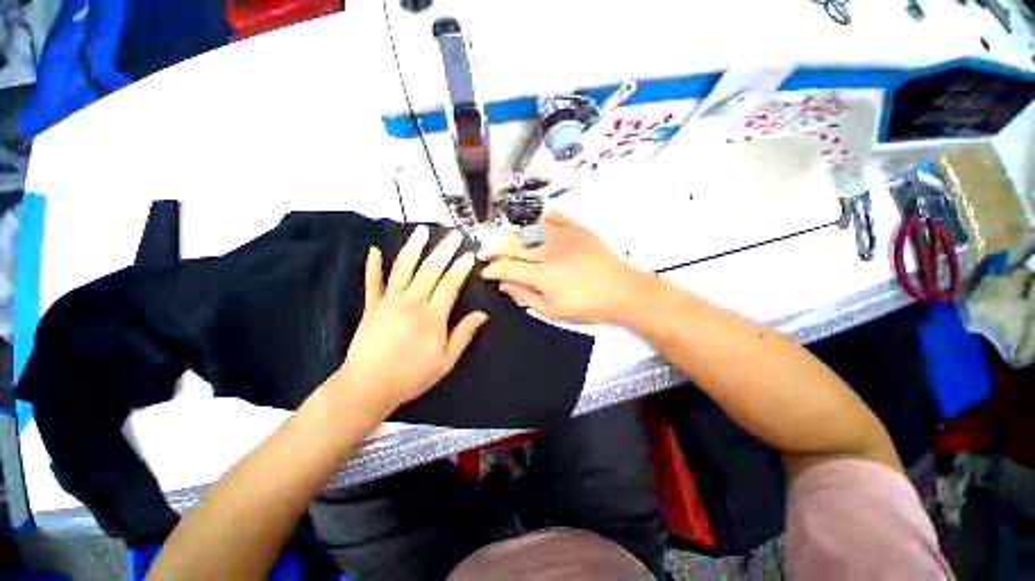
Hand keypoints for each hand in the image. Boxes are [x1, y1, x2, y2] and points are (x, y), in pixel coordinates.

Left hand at [337, 226, 487, 409]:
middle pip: (430, 269)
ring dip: (413, 247)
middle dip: (444, 250)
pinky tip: (373, 250)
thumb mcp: (446, 360)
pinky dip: (372, 265)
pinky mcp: (371, 306)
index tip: (469, 254)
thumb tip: (482, 314)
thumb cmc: (412, 376)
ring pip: (403, 268)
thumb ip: (464, 334)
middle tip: (454, 235)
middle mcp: (411, 302)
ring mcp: (389, 301)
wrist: (368, 387)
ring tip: (422, 230)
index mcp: (432, 316)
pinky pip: (372, 282)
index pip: (450, 284)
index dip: (461, 268)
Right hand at [479, 213, 649, 324]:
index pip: (506, 267)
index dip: (491, 269)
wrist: (624, 291)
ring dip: (513, 235)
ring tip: (506, 240)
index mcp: (541, 275)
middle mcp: (547, 251)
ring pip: (528, 229)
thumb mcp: (553, 311)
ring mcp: (562, 237)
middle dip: (492, 249)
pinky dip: (540, 221)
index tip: (485, 272)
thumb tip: (504, 285)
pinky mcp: (577, 229)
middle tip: (483, 252)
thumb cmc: (588, 307)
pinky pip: (553, 217)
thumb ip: (525, 297)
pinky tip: (536, 228)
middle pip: (512, 245)